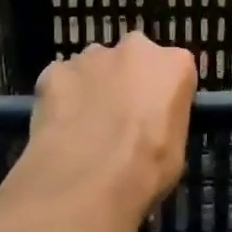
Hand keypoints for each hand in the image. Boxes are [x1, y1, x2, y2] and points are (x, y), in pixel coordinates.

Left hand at [28, 32, 196, 222]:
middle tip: (118, 117)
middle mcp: (134, 48)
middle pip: (131, 58)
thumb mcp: (176, 148)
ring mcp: (90, 56)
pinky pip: (61, 80)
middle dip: (125, 79)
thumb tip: (148, 124)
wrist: (87, 182)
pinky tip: (59, 128)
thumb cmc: (146, 169)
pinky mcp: (54, 70)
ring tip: (84, 126)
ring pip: (93, 66)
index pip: (173, 69)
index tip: (153, 116)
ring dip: (92, 86)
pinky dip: (61, 98)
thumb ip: (164, 119)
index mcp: (174, 64)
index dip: (161, 94)